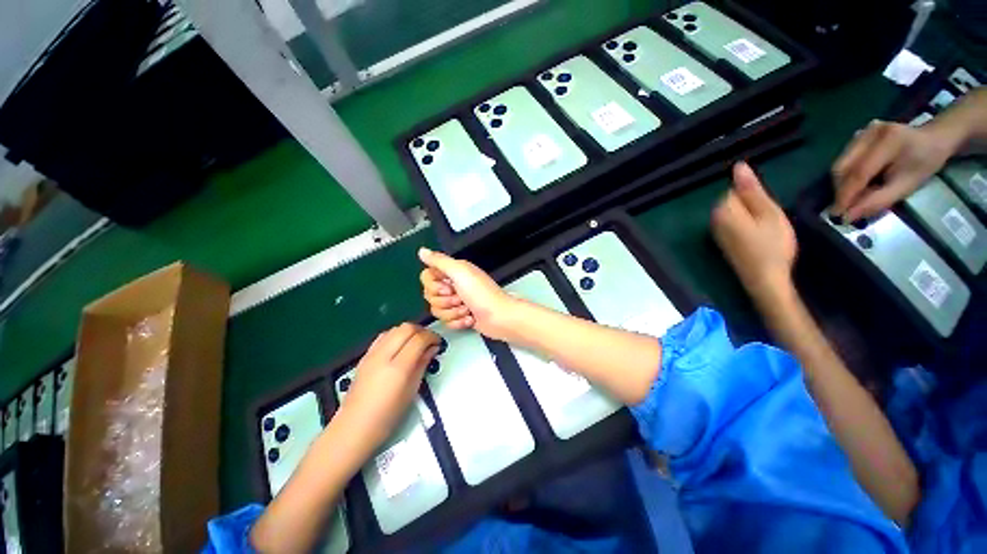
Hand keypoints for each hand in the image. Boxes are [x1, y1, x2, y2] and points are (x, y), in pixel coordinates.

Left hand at [342, 323, 439, 446]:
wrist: (354, 428)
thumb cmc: (387, 416)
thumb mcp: (412, 391)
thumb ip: (422, 365)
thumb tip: (432, 348)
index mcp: (398, 367)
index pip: (419, 339)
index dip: (432, 337)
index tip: (438, 343)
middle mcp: (383, 356)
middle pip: (406, 328)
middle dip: (421, 331)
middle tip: (429, 341)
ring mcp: (371, 354)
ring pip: (394, 329)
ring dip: (408, 331)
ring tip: (416, 343)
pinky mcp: (364, 356)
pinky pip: (383, 336)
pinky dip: (396, 335)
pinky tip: (400, 346)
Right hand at [418, 248, 515, 339]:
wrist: (499, 317)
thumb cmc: (481, 293)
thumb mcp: (460, 272)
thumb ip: (439, 261)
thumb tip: (421, 251)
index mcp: (453, 272)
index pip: (427, 276)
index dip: (433, 285)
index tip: (448, 287)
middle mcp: (453, 285)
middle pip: (430, 295)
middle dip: (445, 301)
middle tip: (461, 299)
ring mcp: (456, 302)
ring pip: (437, 310)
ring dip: (453, 312)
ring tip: (467, 310)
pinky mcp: (460, 317)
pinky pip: (446, 321)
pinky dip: (458, 322)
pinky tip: (470, 319)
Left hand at [712, 162, 797, 303]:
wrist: (764, 279)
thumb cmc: (771, 245)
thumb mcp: (768, 213)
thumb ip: (752, 190)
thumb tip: (738, 166)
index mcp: (722, 210)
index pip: (735, 190)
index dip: (755, 197)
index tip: (767, 211)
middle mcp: (713, 220)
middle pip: (734, 201)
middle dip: (752, 207)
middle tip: (768, 223)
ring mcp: (716, 232)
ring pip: (736, 214)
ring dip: (751, 217)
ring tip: (765, 232)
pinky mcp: (722, 242)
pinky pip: (734, 225)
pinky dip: (746, 227)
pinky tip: (757, 239)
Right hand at [832, 119, 962, 221]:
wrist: (933, 138)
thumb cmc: (925, 163)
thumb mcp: (907, 185)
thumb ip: (878, 200)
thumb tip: (849, 216)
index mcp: (888, 142)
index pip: (859, 172)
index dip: (846, 195)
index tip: (838, 214)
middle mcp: (869, 133)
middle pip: (842, 167)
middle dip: (841, 190)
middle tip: (845, 207)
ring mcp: (861, 132)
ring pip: (839, 164)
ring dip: (841, 184)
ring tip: (852, 195)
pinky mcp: (857, 136)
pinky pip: (843, 160)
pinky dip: (845, 176)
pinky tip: (856, 183)